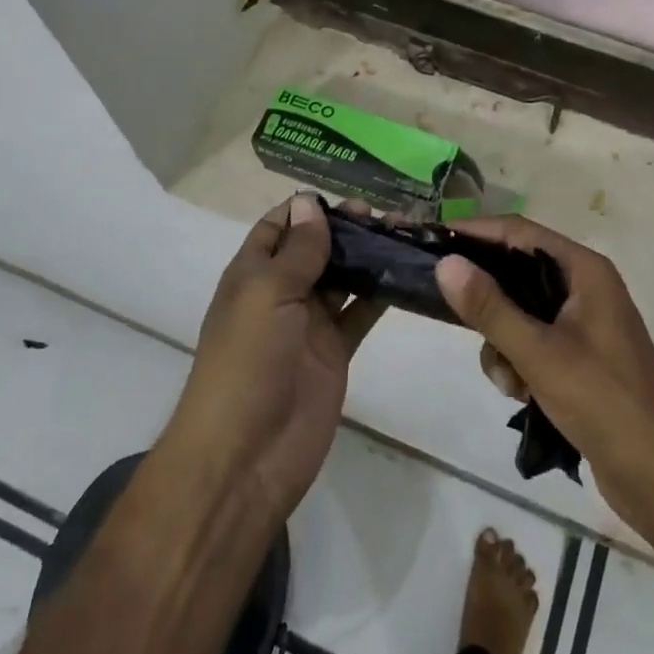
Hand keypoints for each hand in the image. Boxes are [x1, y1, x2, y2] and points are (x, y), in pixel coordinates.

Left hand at [160, 195, 383, 520]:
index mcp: (253, 273)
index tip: (348, 196)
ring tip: (404, 235)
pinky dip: (381, 293)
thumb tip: (310, 203)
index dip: (308, 208)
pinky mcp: (335, 351)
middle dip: (347, 228)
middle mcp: (281, 292)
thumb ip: (297, 251)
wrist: (246, 457)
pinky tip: (408, 273)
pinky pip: (360, 312)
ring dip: (368, 256)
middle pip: (316, 248)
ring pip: (343, 277)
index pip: (279, 226)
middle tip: (387, 215)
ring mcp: (310, 323)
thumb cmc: (247, 362)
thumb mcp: (267, 294)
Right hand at [434, 217, 653, 571]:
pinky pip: (531, 341)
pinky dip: (518, 361)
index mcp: (584, 270)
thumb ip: (490, 308)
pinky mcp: (579, 356)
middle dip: (485, 295)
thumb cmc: (605, 403)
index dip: (474, 232)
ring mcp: (583, 323)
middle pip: (517, 270)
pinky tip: (521, 394)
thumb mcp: (540, 354)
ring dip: (501, 339)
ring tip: (508, 378)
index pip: (519, 232)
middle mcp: (584, 287)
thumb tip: (446, 263)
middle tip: (444, 305)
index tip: (432, 238)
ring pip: (519, 311)